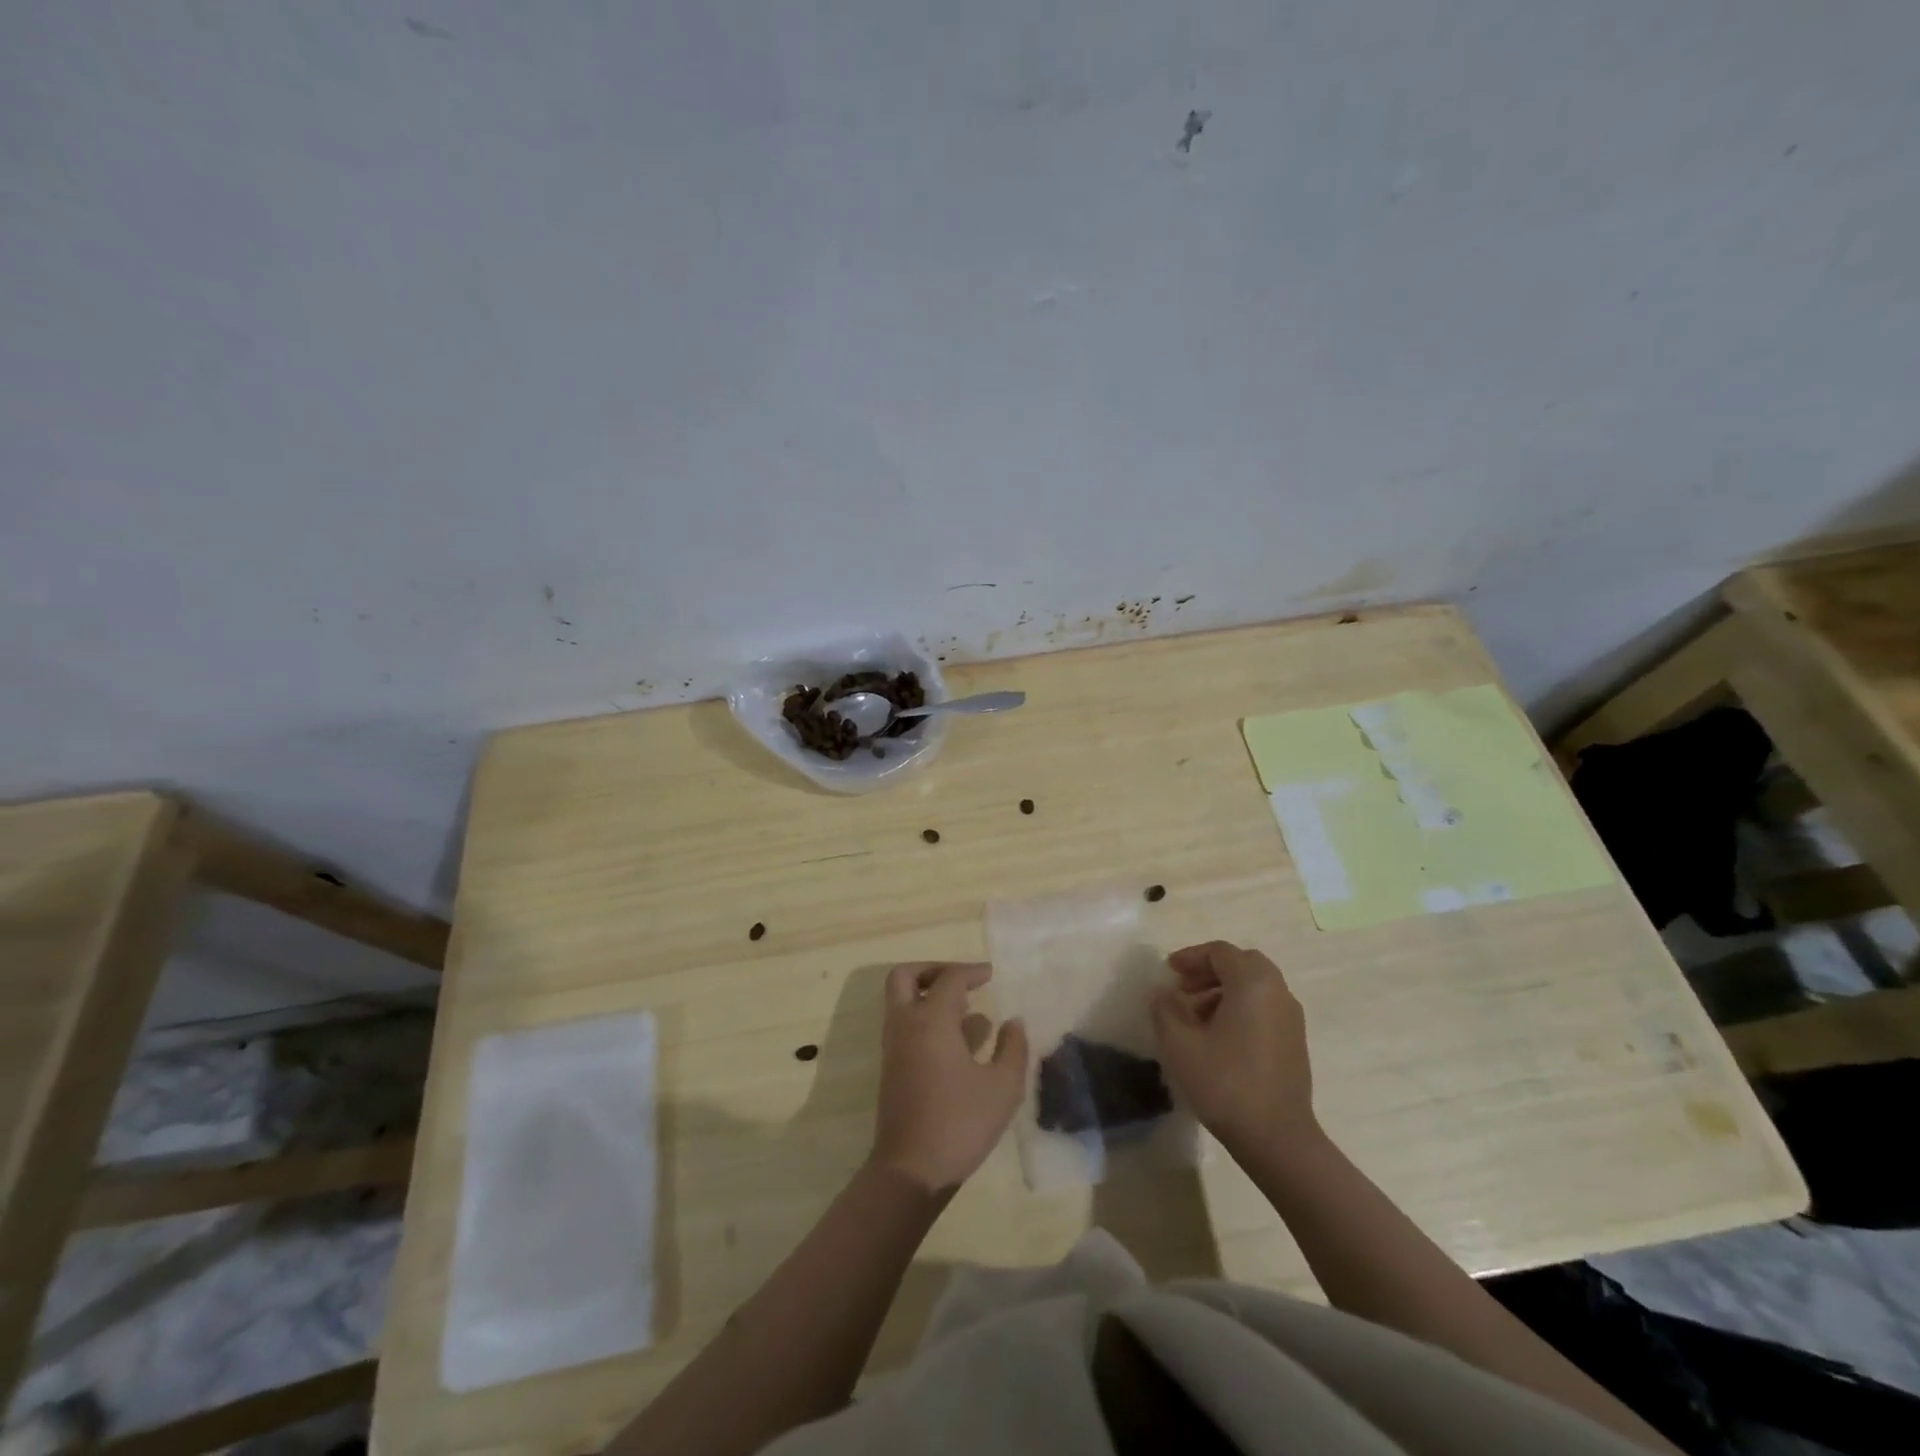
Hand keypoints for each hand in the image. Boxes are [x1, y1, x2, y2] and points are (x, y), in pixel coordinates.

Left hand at [869, 962, 1029, 1194]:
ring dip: (927, 994)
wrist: (911, 1169)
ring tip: (966, 1010)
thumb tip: (1013, 1022)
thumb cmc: (960, 1123)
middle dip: (933, 970)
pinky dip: (924, 1017)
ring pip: (900, 1000)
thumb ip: (1013, 1048)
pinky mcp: (892, 1067)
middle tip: (962, 981)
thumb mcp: (1003, 1087)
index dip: (972, 971)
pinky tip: (957, 1041)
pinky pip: (903, 1024)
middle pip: (905, 976)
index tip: (991, 975)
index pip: (950, 979)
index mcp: (931, 1020)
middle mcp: (906, 1024)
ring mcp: (894, 1046)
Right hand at [1150, 941, 1319, 1160]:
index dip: (1190, 957)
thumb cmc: (1225, 1083)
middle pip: (1242, 963)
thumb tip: (1162, 993)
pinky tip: (1219, 1037)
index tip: (1168, 972)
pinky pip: (1265, 1007)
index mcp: (1252, 983)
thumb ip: (1164, 1009)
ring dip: (1224, 990)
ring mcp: (1291, 1018)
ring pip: (1255, 986)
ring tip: (1195, 1016)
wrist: (1277, 1139)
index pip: (1220, 952)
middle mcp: (1278, 992)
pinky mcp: (1295, 1042)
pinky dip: (1241, 1007)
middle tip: (1184, 988)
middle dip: (1210, 970)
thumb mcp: (1180, 1044)